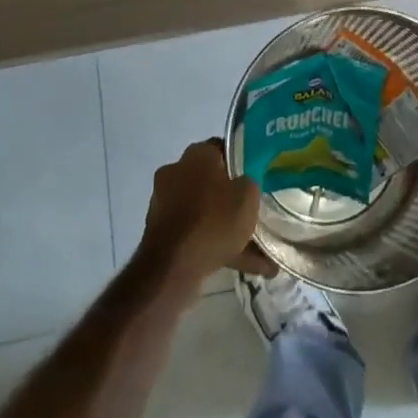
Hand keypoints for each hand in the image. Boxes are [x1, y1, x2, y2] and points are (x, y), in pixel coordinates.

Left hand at [139, 139, 276, 287]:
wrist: (171, 268)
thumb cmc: (213, 220)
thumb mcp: (248, 195)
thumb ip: (250, 183)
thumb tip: (244, 184)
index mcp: (197, 154)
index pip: (223, 148)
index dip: (242, 161)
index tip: (257, 176)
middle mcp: (176, 171)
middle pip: (212, 180)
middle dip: (232, 196)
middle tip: (253, 209)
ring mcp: (164, 203)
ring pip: (204, 210)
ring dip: (224, 225)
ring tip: (255, 247)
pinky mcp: (160, 232)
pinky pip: (195, 233)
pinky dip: (213, 244)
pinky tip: (240, 264)